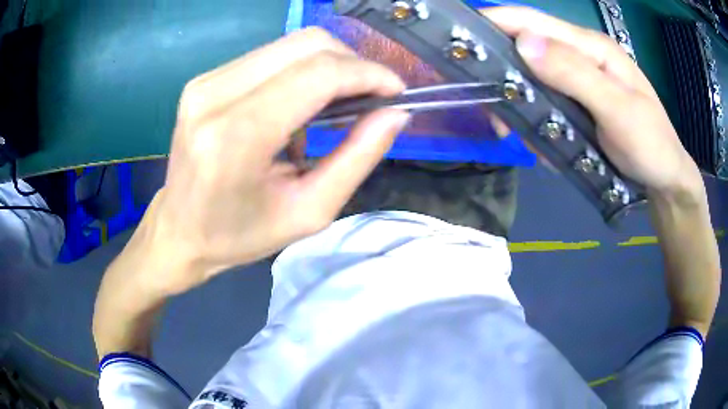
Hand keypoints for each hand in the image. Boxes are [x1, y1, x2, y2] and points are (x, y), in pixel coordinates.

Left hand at [122, 28, 407, 296]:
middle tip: (370, 97)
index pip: (318, 74)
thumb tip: (396, 113)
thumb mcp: (309, 211)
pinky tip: (302, 102)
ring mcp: (205, 81)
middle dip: (352, 63)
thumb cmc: (240, 234)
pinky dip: (300, 70)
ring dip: (328, 65)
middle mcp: (215, 95)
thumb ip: (357, 157)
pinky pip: (269, 56)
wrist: (178, 230)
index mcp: (236, 136)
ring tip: (339, 102)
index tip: (395, 92)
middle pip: (306, 44)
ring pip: (290, 44)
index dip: (368, 74)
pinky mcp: (205, 79)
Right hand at [482, 7, 703, 196]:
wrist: (665, 178)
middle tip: (490, 106)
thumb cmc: (651, 145)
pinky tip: (541, 141)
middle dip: (503, 69)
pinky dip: (536, 119)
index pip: (533, 21)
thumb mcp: (619, 110)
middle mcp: (581, 56)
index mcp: (590, 47)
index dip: (495, 21)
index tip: (458, 37)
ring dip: (519, 102)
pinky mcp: (579, 102)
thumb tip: (523, 43)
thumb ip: (575, 75)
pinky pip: (546, 101)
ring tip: (518, 133)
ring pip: (533, 77)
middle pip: (527, 46)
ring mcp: (579, 80)